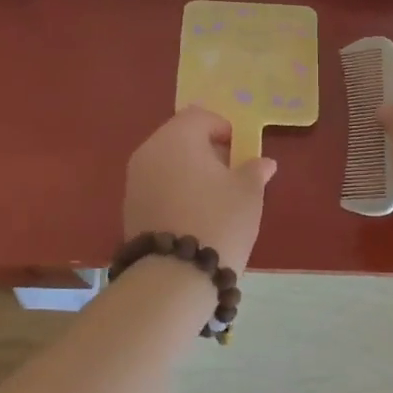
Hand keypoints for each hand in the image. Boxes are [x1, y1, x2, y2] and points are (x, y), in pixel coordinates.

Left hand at [123, 107, 278, 270]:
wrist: (174, 276)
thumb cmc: (218, 221)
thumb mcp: (248, 193)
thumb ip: (255, 170)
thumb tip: (263, 162)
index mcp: (177, 137)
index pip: (200, 116)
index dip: (224, 128)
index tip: (241, 152)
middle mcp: (149, 151)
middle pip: (180, 137)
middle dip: (206, 150)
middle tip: (230, 174)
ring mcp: (134, 180)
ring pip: (167, 162)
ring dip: (190, 171)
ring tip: (214, 198)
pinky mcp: (129, 207)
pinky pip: (157, 185)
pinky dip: (175, 191)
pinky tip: (194, 215)